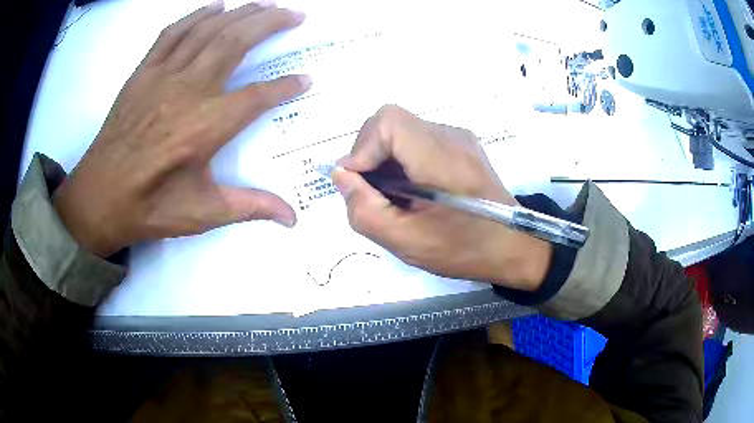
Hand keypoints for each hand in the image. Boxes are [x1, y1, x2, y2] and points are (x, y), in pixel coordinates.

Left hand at [53, 2, 310, 256]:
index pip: (258, 96)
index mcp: (206, 127)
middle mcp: (188, 91)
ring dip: (241, 13)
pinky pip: (173, 33)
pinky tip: (216, 7)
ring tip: (265, 4)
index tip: (306, 79)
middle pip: (236, 42)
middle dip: (271, 23)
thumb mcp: (202, 214)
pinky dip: (197, 15)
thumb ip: (249, 207)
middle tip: (294, 14)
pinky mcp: (143, 72)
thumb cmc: (150, 207)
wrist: (99, 197)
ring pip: (209, 31)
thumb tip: (292, 218)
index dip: (286, 86)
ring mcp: (163, 76)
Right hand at [332, 106, 550, 290]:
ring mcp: (459, 137)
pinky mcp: (461, 144)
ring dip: (385, 159)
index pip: (388, 121)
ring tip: (393, 195)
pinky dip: (402, 159)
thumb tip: (342, 175)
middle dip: (370, 154)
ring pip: (402, 131)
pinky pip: (417, 139)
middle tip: (372, 192)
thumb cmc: (465, 250)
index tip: (358, 182)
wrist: (514, 246)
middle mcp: (451, 136)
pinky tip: (411, 189)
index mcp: (442, 158)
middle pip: (391, 122)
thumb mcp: (407, 243)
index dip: (363, 147)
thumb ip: (364, 210)